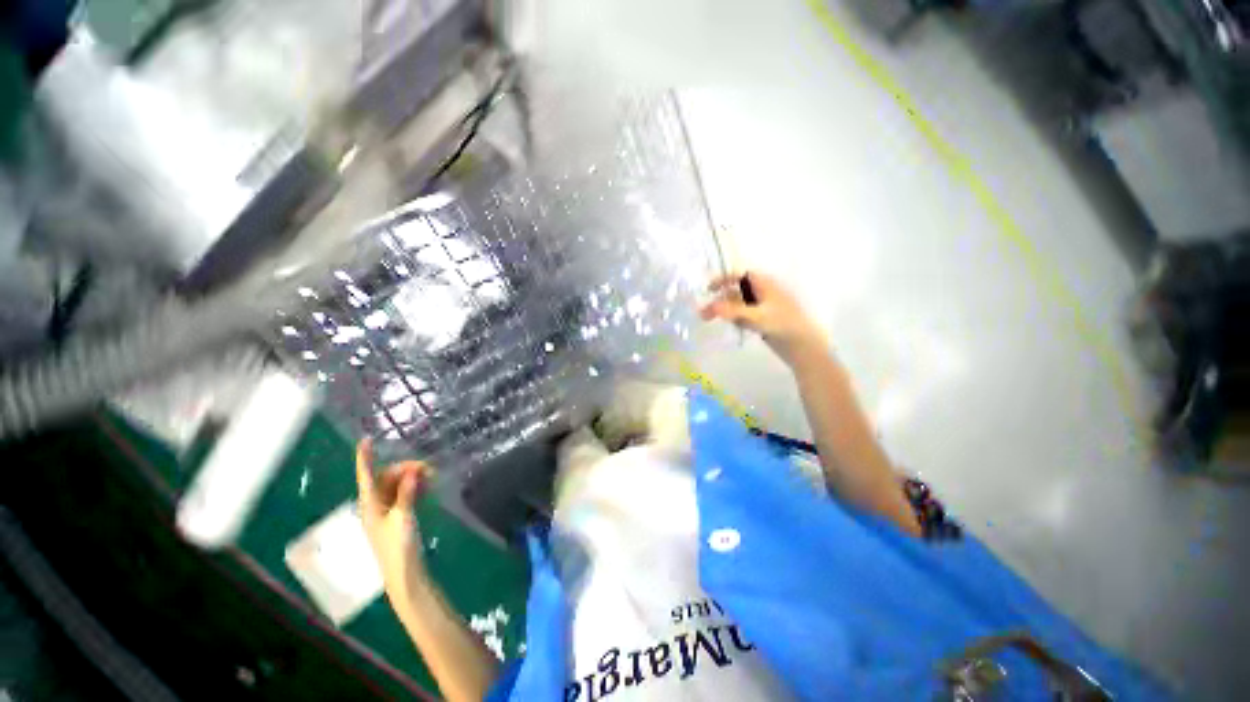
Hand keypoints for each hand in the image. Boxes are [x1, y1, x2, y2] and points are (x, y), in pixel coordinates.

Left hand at [356, 439, 434, 601]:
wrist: (403, 572)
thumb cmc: (398, 545)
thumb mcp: (403, 517)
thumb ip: (406, 493)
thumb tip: (411, 471)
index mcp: (370, 504)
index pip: (366, 476)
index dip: (365, 457)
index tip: (366, 440)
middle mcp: (375, 504)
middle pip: (386, 478)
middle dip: (405, 468)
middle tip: (427, 468)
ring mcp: (385, 510)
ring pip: (396, 485)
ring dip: (412, 478)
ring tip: (431, 477)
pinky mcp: (396, 516)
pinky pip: (404, 494)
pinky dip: (414, 487)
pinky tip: (428, 487)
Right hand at [700, 271, 825, 363]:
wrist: (803, 346)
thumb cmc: (783, 324)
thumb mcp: (756, 316)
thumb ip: (733, 310)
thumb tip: (710, 306)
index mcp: (765, 284)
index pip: (739, 275)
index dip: (723, 279)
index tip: (708, 290)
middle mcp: (762, 292)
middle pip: (736, 291)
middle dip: (719, 299)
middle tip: (703, 313)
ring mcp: (762, 306)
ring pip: (738, 304)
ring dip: (724, 310)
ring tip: (707, 319)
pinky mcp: (762, 319)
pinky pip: (743, 315)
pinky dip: (734, 318)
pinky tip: (730, 325)